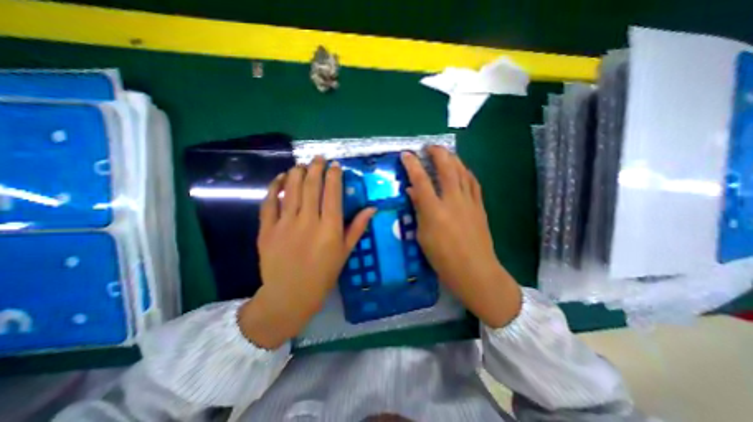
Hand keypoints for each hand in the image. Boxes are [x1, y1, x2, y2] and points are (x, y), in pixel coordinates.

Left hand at [237, 156, 372, 347]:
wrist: (289, 295)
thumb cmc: (323, 274)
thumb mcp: (345, 252)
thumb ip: (357, 227)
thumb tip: (372, 208)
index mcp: (329, 228)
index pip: (332, 193)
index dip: (334, 176)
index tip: (335, 165)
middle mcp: (308, 221)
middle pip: (312, 186)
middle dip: (316, 168)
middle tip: (319, 158)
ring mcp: (285, 224)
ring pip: (291, 189)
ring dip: (297, 173)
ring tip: (302, 165)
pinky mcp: (267, 229)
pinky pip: (269, 202)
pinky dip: (274, 187)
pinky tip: (280, 178)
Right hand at [404, 146, 521, 327]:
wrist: (475, 271)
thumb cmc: (443, 258)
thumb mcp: (423, 236)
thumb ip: (418, 210)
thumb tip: (412, 191)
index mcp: (435, 211)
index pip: (421, 181)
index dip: (412, 165)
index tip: (406, 154)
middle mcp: (453, 201)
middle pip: (446, 168)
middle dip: (437, 153)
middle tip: (429, 147)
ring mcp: (469, 202)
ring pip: (462, 172)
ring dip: (452, 158)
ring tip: (445, 153)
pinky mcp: (480, 206)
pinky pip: (473, 182)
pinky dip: (466, 172)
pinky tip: (462, 169)